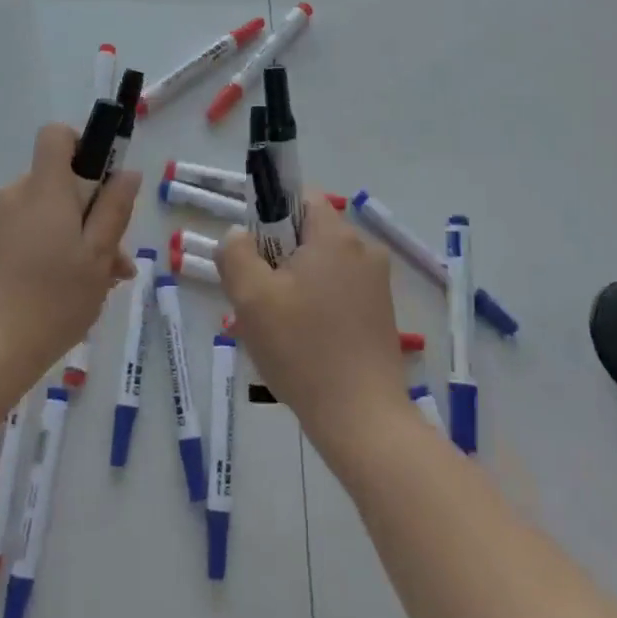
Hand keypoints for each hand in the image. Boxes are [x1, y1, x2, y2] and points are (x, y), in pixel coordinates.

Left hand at [0, 123, 140, 383]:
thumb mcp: (98, 255)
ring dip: (74, 239)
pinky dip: (48, 252)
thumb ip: (114, 209)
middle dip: (90, 212)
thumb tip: (126, 173)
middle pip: (58, 183)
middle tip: (114, 261)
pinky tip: (63, 295)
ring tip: (95, 287)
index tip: (101, 181)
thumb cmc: (53, 299)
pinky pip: (25, 235)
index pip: (56, 135)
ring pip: (45, 215)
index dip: (82, 145)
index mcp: (44, 188)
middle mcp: (15, 195)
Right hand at [217, 196, 411, 452]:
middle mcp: (363, 250)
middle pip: (307, 234)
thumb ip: (235, 253)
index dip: (268, 215)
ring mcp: (376, 284)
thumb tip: (238, 235)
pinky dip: (314, 305)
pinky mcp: (380, 313)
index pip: (299, 197)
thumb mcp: (251, 297)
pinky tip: (299, 342)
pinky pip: (337, 291)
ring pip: (320, 266)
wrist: (362, 419)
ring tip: (273, 327)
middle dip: (276, 258)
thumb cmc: (302, 350)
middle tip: (255, 298)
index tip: (251, 253)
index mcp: (335, 236)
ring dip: (292, 285)